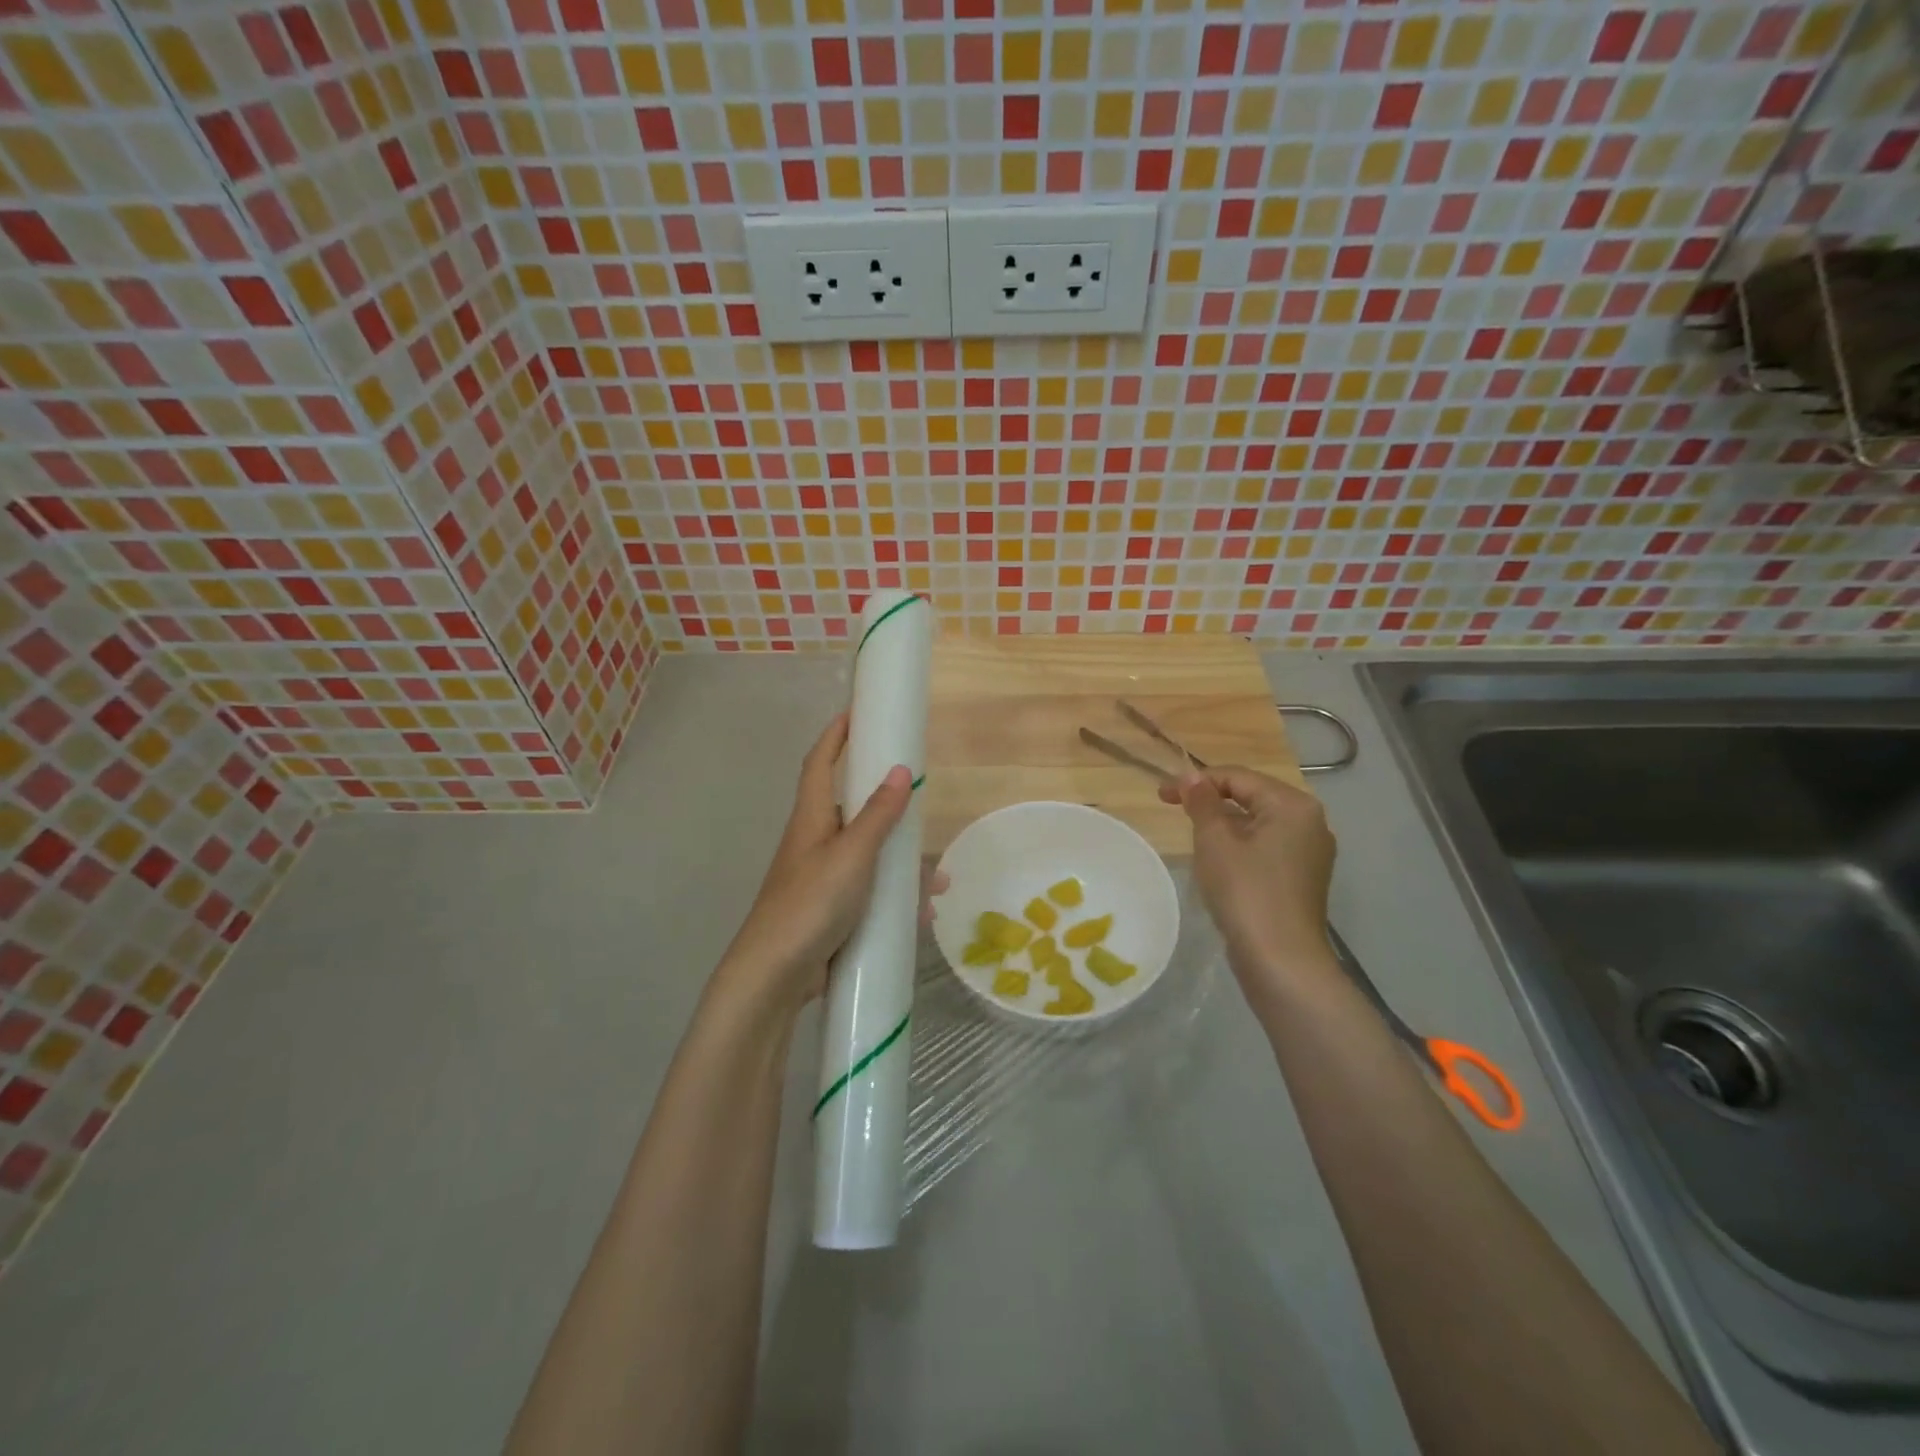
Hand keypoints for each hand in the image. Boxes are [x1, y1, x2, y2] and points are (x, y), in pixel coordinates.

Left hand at [718, 713, 912, 1017]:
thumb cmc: (810, 904)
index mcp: (811, 819)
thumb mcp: (851, 855)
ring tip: (936, 878)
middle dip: (885, 803)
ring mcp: (822, 878)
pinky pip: (870, 892)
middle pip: (850, 809)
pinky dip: (895, 897)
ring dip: (900, 861)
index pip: (819, 763)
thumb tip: (900, 769)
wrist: (775, 976)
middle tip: (917, 800)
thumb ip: (878, 815)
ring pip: (868, 856)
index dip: (835, 735)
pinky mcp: (831, 911)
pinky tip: (921, 914)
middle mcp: (814, 842)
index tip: (856, 712)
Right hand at [1158, 766, 1338, 987]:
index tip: (1161, 796)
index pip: (1238, 777)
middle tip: (1175, 811)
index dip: (1197, 781)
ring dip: (1225, 824)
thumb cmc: (1246, 892)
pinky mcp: (1304, 877)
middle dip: (1212, 800)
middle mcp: (1310, 821)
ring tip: (1194, 836)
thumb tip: (1192, 776)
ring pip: (1259, 823)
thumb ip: (1202, 802)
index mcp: (1293, 804)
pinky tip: (1220, 862)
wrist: (1281, 961)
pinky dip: (1241, 845)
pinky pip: (1267, 846)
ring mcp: (1311, 851)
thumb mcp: (1215, 841)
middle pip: (1252, 796)